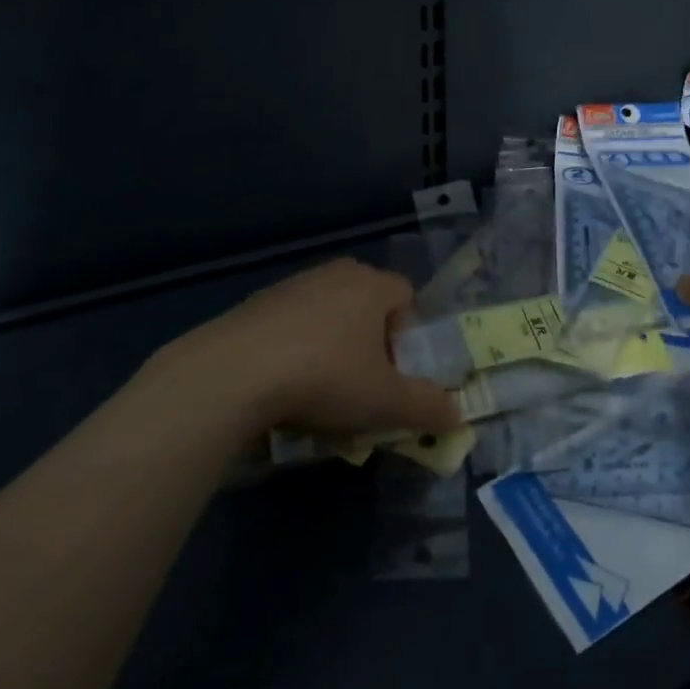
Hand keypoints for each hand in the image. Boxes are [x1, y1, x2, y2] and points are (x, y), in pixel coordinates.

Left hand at [165, 259, 461, 435]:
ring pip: (327, 314)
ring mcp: (292, 285)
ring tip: (317, 392)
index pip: (406, 296)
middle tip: (361, 384)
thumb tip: (457, 414)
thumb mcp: (386, 402)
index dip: (408, 335)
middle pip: (366, 304)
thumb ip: (427, 407)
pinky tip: (279, 387)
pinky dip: (293, 349)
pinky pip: (289, 324)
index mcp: (372, 284)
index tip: (394, 372)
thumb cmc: (325, 377)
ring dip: (330, 346)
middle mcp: (336, 274)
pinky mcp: (255, 304)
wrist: (232, 374)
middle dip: (369, 341)